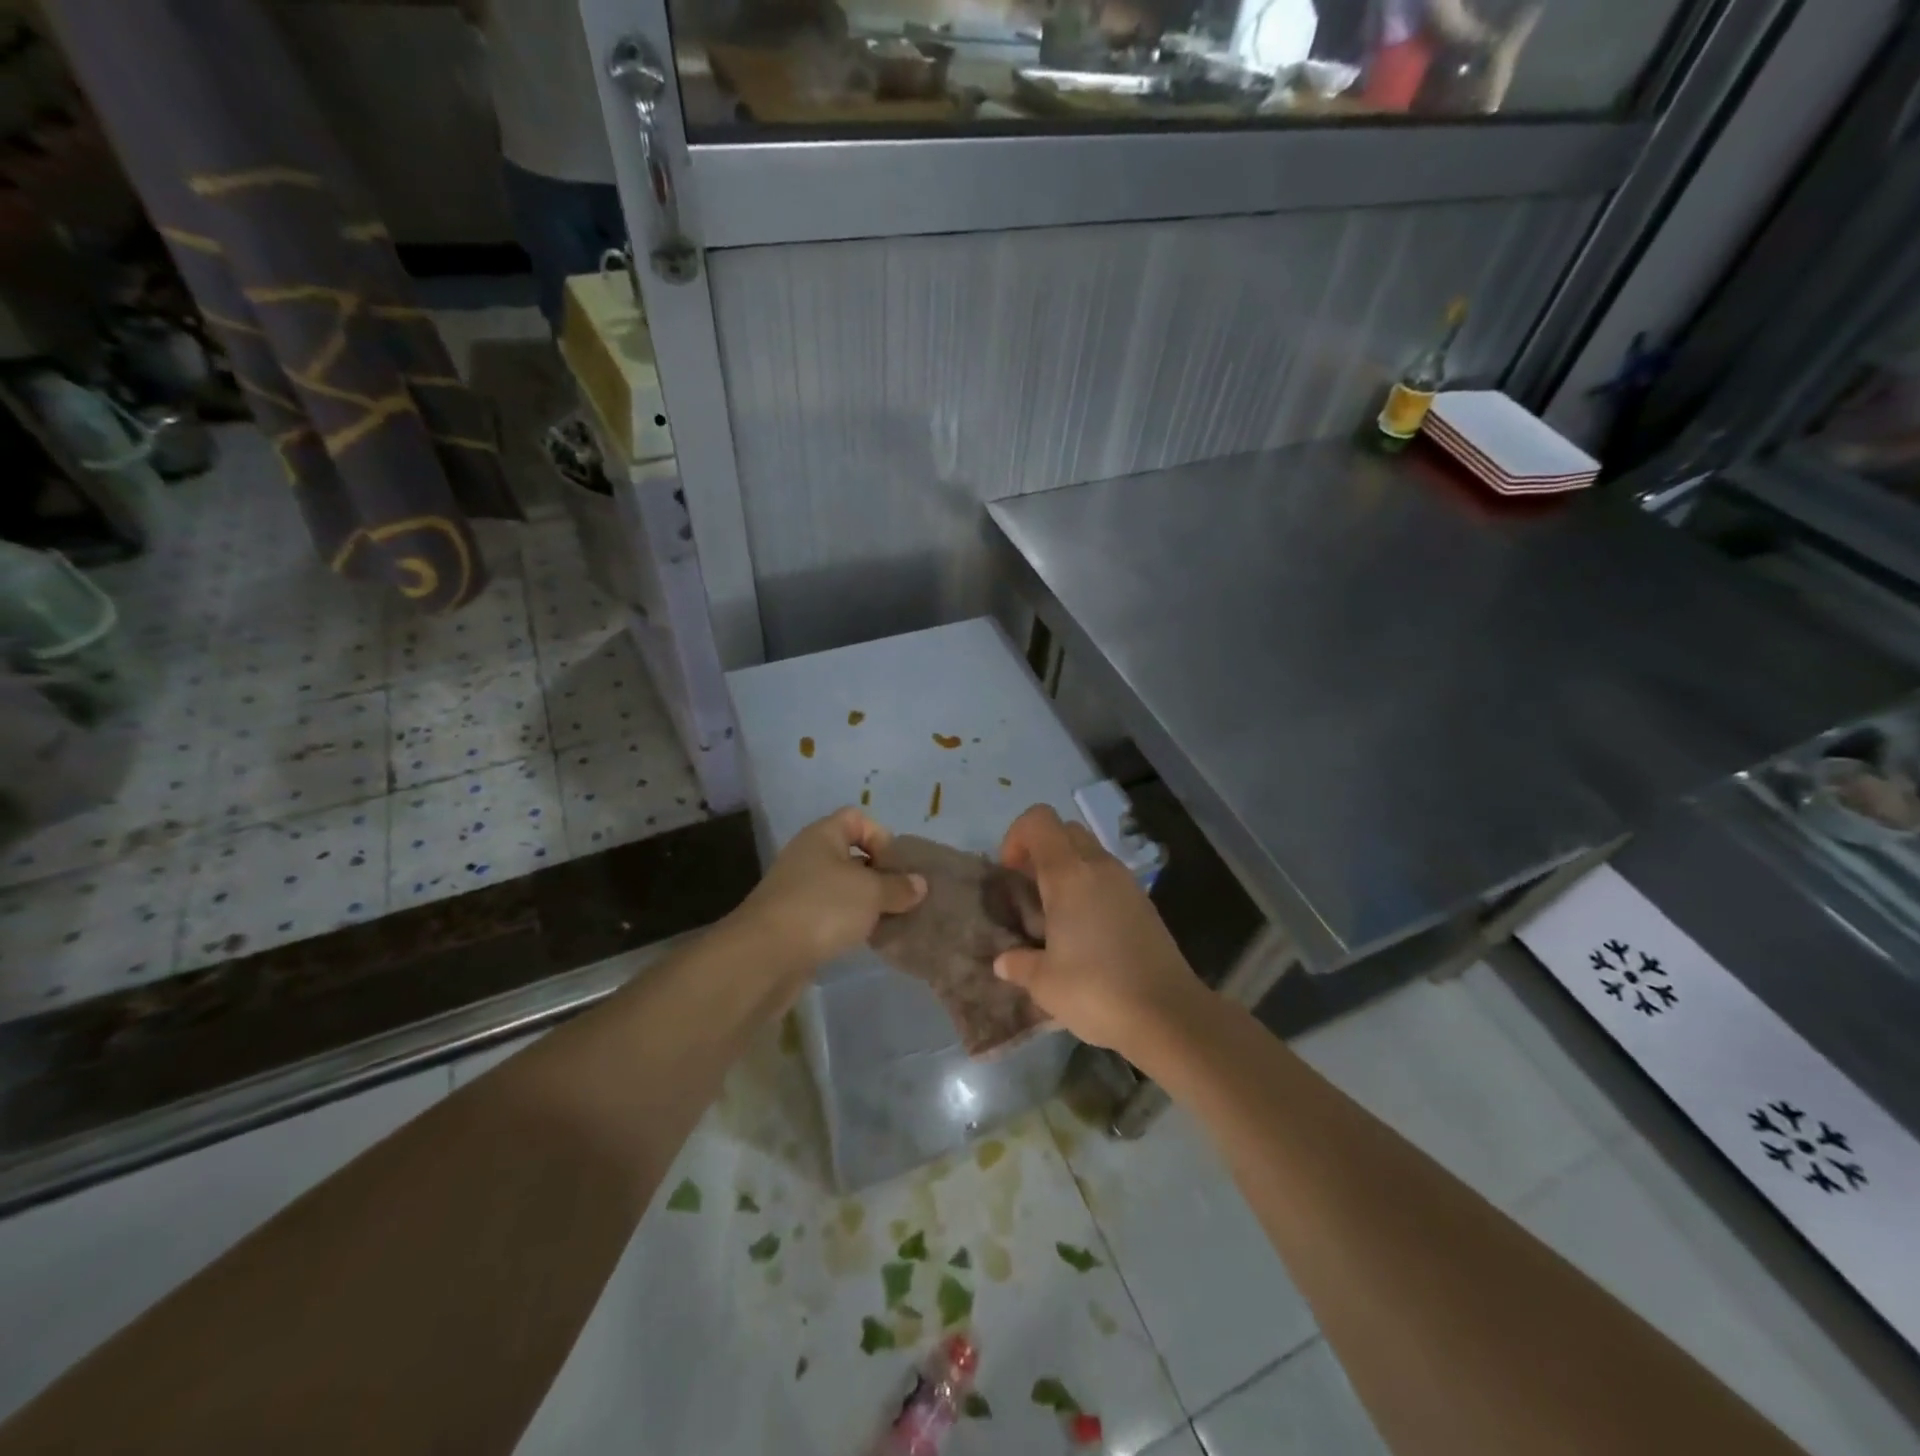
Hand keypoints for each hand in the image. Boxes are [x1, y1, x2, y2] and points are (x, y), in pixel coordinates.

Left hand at [731, 807, 926, 971]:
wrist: (765, 956)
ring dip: (866, 903)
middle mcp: (808, 856)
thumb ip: (899, 886)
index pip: (857, 818)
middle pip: (851, 855)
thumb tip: (919, 884)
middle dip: (879, 874)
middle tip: (901, 897)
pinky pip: (830, 914)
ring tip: (888, 921)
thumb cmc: (822, 908)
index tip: (896, 867)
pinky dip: (849, 923)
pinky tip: (865, 940)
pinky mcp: (794, 922)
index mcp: (822, 835)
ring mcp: (798, 890)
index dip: (881, 836)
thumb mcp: (871, 893)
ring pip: (842, 888)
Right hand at [993, 804, 1200, 1052]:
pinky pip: (1108, 877)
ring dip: (1067, 870)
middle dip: (1041, 851)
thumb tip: (1004, 961)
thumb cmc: (1097, 991)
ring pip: (1089, 853)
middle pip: (1065, 831)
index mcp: (1069, 874)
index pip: (1039, 820)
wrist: (1169, 1015)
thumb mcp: (1044, 983)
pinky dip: (1090, 888)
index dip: (1017, 837)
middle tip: (1029, 891)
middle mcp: (1099, 867)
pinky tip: (1085, 931)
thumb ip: (1019, 964)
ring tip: (1054, 915)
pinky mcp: (1144, 903)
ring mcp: (1127, 882)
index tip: (1010, 874)